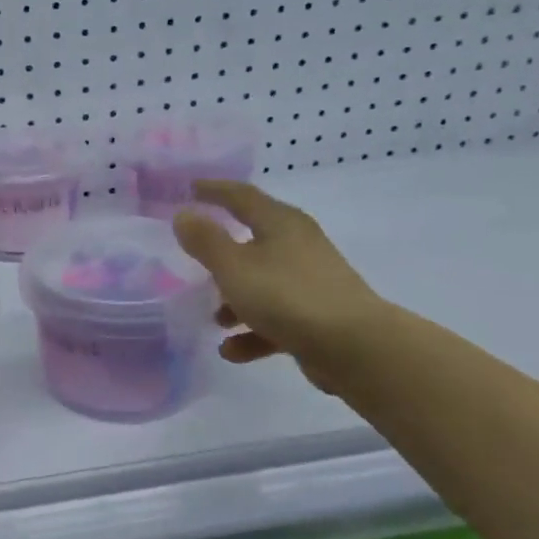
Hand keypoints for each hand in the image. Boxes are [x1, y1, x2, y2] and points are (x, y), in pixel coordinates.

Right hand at [172, 181, 389, 391]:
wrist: (354, 346)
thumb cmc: (287, 295)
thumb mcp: (233, 266)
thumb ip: (205, 241)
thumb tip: (183, 215)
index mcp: (280, 223)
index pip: (241, 196)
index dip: (214, 191)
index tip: (189, 189)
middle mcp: (298, 246)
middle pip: (252, 241)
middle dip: (222, 253)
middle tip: (193, 256)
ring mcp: (309, 282)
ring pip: (262, 284)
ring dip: (234, 300)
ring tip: (214, 319)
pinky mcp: (316, 317)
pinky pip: (274, 319)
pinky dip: (252, 332)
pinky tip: (231, 350)